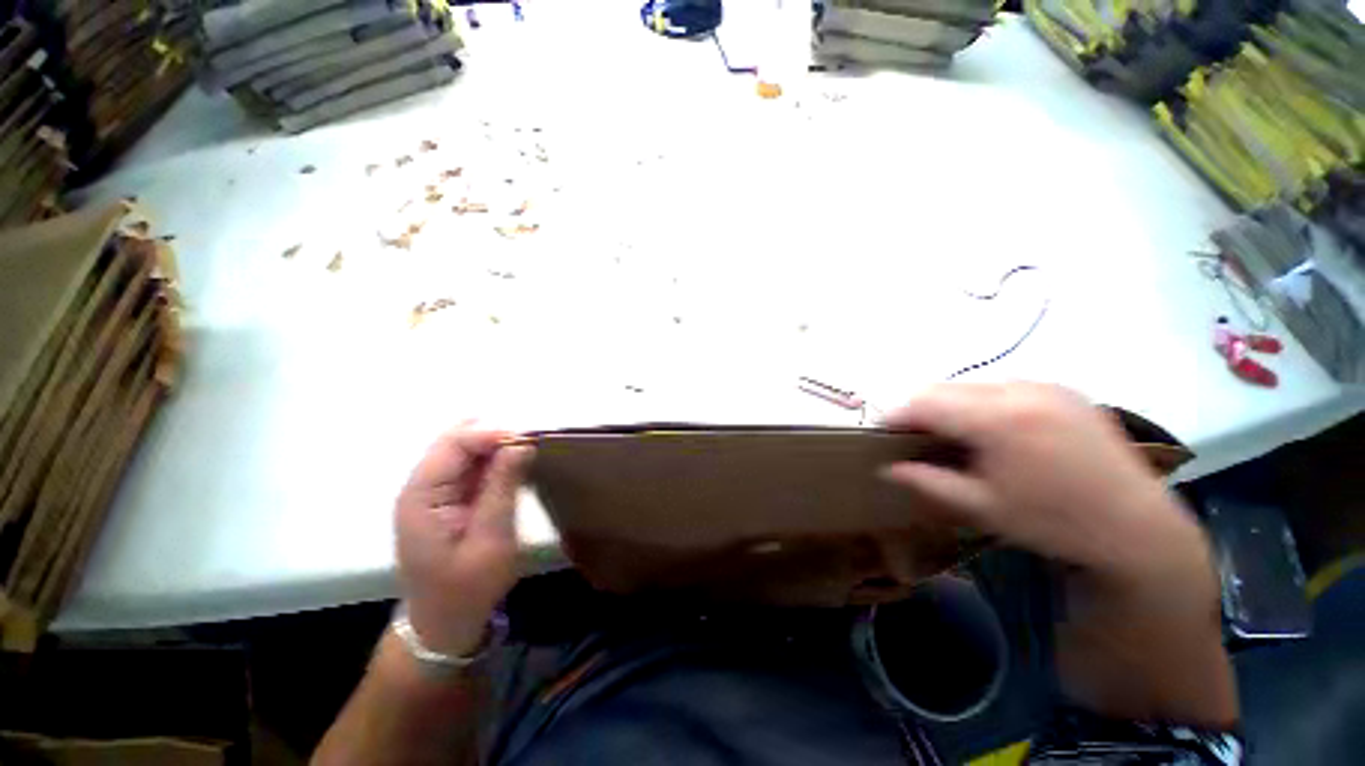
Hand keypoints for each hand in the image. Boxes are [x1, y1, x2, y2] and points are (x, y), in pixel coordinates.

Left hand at [395, 426, 533, 655]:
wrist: (444, 623)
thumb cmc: (468, 587)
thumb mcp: (492, 537)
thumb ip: (503, 485)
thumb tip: (522, 442)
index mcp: (422, 496)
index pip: (454, 444)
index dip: (492, 433)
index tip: (530, 438)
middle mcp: (421, 486)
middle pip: (455, 440)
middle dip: (494, 434)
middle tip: (532, 442)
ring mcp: (432, 492)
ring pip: (464, 450)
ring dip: (496, 445)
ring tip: (528, 450)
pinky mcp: (446, 499)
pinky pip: (470, 466)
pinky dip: (494, 460)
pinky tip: (514, 465)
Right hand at [879, 382, 1205, 580]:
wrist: (1137, 528)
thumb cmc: (1054, 523)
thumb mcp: (981, 507)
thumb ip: (926, 481)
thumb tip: (885, 468)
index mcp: (998, 419)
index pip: (925, 402)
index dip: (896, 415)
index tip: (882, 432)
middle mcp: (1020, 390)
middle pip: (946, 388)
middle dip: (922, 409)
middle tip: (916, 438)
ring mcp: (1046, 386)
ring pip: (973, 384)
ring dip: (952, 405)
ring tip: (953, 435)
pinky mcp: (1065, 391)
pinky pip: (1005, 387)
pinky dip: (984, 403)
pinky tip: (994, 431)